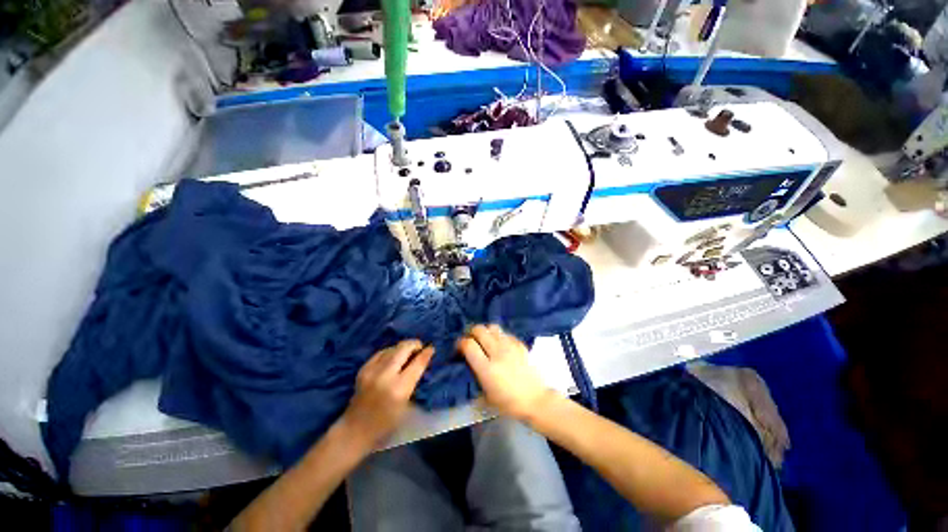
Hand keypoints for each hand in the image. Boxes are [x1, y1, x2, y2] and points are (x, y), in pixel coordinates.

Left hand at [341, 340, 433, 447]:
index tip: (431, 348)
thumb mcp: (406, 403)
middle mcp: (385, 376)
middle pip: (403, 349)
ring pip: (392, 348)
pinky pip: (380, 353)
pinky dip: (389, 351)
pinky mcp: (363, 369)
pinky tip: (393, 355)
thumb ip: (414, 381)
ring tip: (408, 350)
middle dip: (414, 344)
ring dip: (402, 347)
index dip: (426, 354)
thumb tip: (421, 362)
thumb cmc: (386, 422)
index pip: (417, 364)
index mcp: (399, 388)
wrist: (356, 429)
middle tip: (420, 347)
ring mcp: (372, 371)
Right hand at [458, 325, 554, 421]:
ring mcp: (510, 346)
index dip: (460, 343)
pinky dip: (499, 336)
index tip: (459, 348)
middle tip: (471, 341)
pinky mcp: (520, 344)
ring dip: (485, 331)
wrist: (535, 399)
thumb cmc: (508, 402)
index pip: (468, 344)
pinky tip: (500, 345)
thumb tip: (467, 363)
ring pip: (492, 327)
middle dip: (471, 333)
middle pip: (479, 330)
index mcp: (487, 368)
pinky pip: (505, 333)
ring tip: (485, 340)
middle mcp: (497, 352)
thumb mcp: (486, 395)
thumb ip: (475, 376)